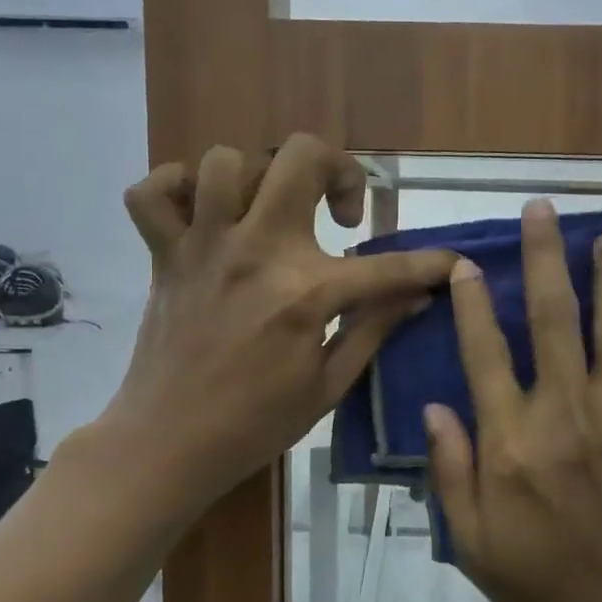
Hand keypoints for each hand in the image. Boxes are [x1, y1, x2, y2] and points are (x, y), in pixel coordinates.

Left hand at [105, 135, 451, 509]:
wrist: (168, 444)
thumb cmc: (255, 424)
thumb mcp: (329, 386)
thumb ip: (373, 330)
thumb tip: (418, 297)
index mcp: (305, 291)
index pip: (387, 266)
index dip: (431, 264)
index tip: (451, 263)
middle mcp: (256, 250)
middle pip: (301, 157)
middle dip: (339, 170)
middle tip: (342, 215)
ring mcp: (204, 246)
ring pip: (226, 162)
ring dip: (260, 178)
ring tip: (272, 215)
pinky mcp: (164, 255)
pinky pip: (151, 193)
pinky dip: (175, 190)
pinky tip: (203, 215)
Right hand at [426, 200, 601, 601]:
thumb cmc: (548, 588)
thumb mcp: (475, 545)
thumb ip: (452, 473)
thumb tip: (437, 408)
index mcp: (513, 444)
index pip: (485, 353)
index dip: (472, 303)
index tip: (465, 263)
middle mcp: (566, 413)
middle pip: (553, 317)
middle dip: (544, 257)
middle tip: (541, 210)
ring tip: (601, 232)